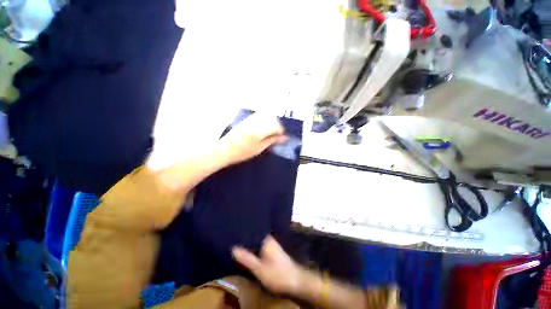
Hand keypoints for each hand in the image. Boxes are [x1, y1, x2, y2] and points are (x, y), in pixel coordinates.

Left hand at [218, 114, 285, 165]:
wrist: (224, 150)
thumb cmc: (242, 152)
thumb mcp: (259, 149)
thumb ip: (271, 141)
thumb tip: (283, 138)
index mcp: (260, 130)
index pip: (276, 126)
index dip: (281, 131)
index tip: (281, 138)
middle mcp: (255, 122)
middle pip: (271, 119)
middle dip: (276, 126)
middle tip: (277, 135)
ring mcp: (250, 120)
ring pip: (265, 116)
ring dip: (270, 122)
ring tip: (270, 132)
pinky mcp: (245, 120)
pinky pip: (258, 116)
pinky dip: (263, 121)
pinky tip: (262, 128)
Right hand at [232, 236, 302, 294]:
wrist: (296, 281)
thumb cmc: (277, 274)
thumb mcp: (259, 269)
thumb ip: (247, 258)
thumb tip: (233, 248)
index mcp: (266, 239)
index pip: (252, 230)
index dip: (243, 231)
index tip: (232, 230)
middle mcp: (268, 239)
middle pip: (254, 236)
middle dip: (244, 238)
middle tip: (231, 238)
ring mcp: (271, 245)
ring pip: (256, 242)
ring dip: (248, 244)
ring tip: (235, 243)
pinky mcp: (272, 252)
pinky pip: (259, 247)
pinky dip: (253, 249)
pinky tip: (246, 252)